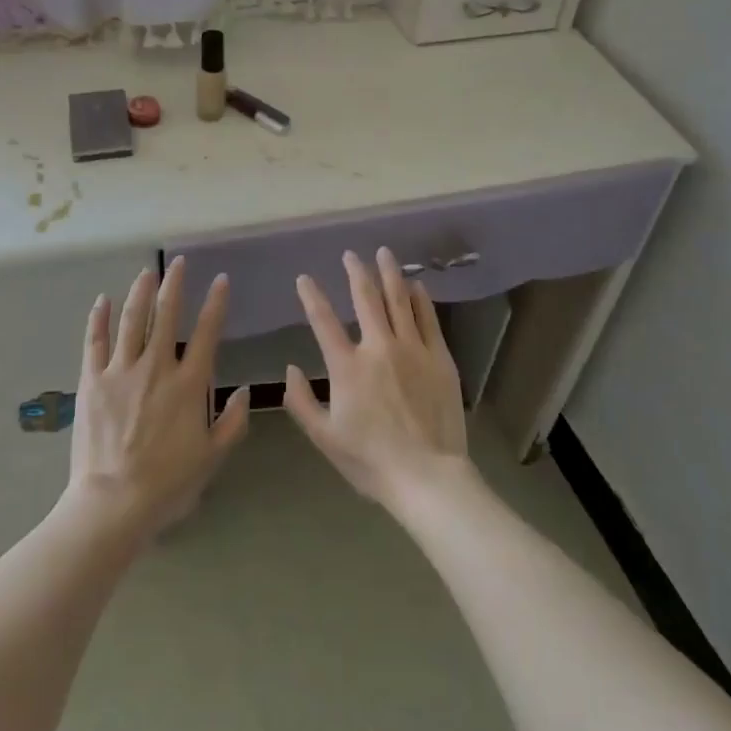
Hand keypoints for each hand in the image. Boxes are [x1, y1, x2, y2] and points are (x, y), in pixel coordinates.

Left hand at [64, 257, 250, 541]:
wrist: (113, 502)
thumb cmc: (167, 483)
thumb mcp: (212, 457)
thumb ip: (233, 422)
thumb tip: (245, 390)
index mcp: (188, 384)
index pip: (206, 332)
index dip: (215, 303)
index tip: (220, 280)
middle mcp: (156, 367)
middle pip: (166, 315)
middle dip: (174, 285)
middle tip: (178, 263)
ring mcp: (121, 371)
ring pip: (132, 320)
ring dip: (140, 292)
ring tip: (146, 272)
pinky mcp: (92, 381)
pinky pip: (95, 341)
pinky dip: (100, 318)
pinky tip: (103, 300)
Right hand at [284, 248, 472, 514]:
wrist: (427, 477)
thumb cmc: (370, 461)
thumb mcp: (324, 438)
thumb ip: (301, 402)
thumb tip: (290, 368)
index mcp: (347, 366)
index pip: (324, 321)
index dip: (311, 296)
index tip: (304, 278)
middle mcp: (378, 347)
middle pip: (366, 298)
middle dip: (356, 272)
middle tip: (351, 255)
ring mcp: (412, 349)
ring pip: (399, 299)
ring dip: (390, 273)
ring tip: (384, 254)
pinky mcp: (439, 357)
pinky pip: (428, 318)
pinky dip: (420, 298)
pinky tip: (417, 285)